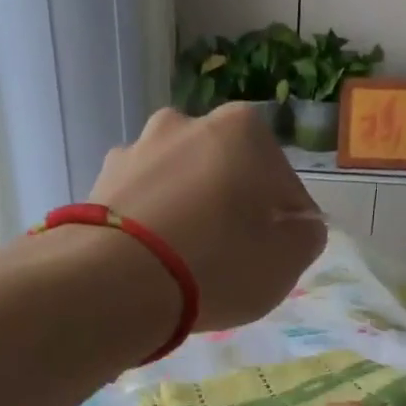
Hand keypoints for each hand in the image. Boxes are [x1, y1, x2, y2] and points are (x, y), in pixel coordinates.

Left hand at [90, 105, 326, 331]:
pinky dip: (151, 225)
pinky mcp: (99, 181)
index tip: (274, 260)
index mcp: (243, 131)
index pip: (284, 185)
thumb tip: (300, 225)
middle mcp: (187, 122)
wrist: (114, 283)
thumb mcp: (285, 263)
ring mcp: (137, 148)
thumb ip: (306, 236)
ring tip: (184, 264)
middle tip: (230, 262)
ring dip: (189, 214)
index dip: (285, 227)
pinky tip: (150, 262)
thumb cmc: (216, 267)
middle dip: (233, 212)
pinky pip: (142, 204)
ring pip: (182, 186)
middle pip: (228, 176)